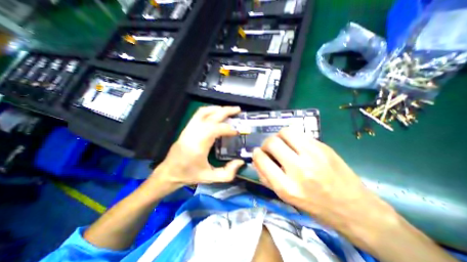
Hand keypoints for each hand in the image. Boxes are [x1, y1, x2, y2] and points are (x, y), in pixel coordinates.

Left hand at [149, 106, 243, 189]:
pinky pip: (198, 114)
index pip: (216, 129)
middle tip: (238, 110)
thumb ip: (228, 173)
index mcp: (198, 145)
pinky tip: (217, 112)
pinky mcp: (187, 127)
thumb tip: (240, 162)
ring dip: (218, 109)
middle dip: (226, 111)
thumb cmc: (190, 175)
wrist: (169, 172)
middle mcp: (193, 133)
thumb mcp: (210, 177)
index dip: (229, 128)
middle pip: (211, 116)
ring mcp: (189, 128)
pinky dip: (210, 110)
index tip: (237, 131)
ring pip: (204, 112)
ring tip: (229, 110)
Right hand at [254, 126, 395, 241]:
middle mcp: (299, 169)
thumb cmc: (315, 206)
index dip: (256, 154)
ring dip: (279, 136)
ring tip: (283, 144)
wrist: (355, 209)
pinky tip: (296, 144)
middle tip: (270, 149)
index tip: (257, 153)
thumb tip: (256, 160)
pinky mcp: (323, 147)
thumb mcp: (286, 198)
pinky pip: (299, 133)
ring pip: (285, 132)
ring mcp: (313, 155)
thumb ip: (266, 178)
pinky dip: (292, 137)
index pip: (262, 160)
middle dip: (266, 144)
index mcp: (287, 187)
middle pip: (272, 142)